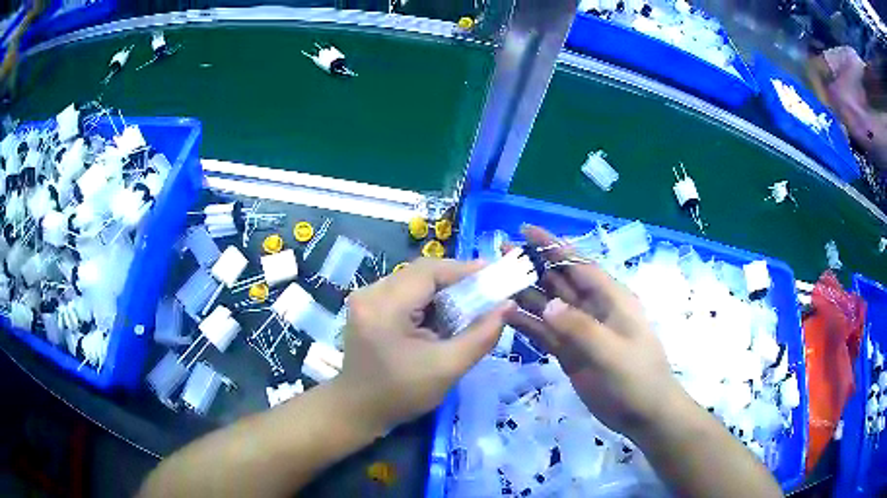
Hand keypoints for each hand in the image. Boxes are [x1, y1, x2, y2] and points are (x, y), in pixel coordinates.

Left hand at [336, 258, 513, 432]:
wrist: (358, 410)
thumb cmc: (401, 394)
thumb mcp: (447, 368)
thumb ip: (481, 336)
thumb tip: (507, 306)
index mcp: (384, 306)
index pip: (429, 271)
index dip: (464, 269)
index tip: (494, 274)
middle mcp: (370, 293)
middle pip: (421, 273)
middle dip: (456, 281)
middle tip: (485, 292)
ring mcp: (365, 298)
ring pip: (413, 281)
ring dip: (442, 291)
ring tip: (467, 305)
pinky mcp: (367, 306)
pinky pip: (404, 292)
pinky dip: (427, 300)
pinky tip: (441, 317)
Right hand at [507, 226, 685, 438]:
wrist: (643, 413)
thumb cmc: (637, 378)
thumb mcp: (612, 352)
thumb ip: (580, 328)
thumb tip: (547, 306)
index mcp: (610, 298)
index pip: (578, 264)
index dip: (553, 246)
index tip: (525, 229)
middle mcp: (593, 309)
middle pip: (559, 280)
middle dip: (533, 265)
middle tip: (500, 253)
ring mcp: (580, 331)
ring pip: (548, 305)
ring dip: (525, 293)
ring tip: (496, 281)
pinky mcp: (570, 352)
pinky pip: (544, 333)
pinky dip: (527, 324)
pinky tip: (505, 316)